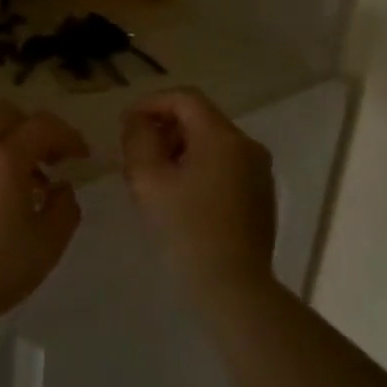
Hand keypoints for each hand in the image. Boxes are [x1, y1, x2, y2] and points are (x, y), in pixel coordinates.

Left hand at [0, 102, 89, 332]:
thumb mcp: (46, 246)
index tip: (81, 156)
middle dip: (32, 131)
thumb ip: (64, 209)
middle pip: (5, 116)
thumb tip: (61, 188)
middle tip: (49, 161)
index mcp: (4, 157)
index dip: (68, 135)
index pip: (42, 125)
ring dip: (5, 151)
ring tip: (21, 189)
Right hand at [121, 88, 275, 296]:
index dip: (151, 103)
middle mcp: (247, 145)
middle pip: (199, 118)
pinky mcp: (260, 194)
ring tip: (153, 176)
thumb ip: (138, 139)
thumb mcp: (148, 180)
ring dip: (179, 148)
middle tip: (135, 152)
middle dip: (164, 127)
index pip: (184, 98)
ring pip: (212, 142)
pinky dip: (198, 166)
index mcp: (222, 137)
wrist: (233, 288)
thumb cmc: (185, 230)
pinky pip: (224, 164)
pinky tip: (179, 195)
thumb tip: (137, 120)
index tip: (126, 124)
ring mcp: (258, 171)